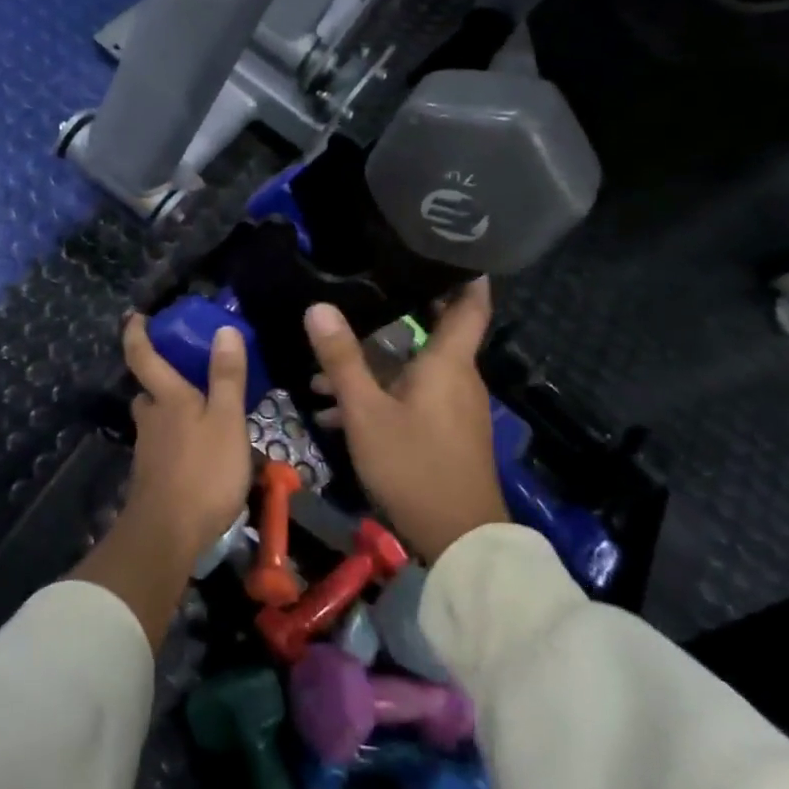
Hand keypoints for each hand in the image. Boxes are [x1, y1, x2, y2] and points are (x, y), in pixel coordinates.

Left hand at [119, 313, 254, 557]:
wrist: (168, 534)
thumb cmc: (203, 472)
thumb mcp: (227, 421)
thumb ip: (226, 377)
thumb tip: (223, 329)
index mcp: (166, 398)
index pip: (142, 356)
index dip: (136, 333)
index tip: (135, 316)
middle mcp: (150, 418)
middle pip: (148, 391)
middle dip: (160, 379)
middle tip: (187, 372)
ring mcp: (148, 449)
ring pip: (156, 420)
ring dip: (171, 412)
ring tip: (204, 413)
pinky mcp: (152, 476)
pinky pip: (163, 446)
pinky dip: (177, 440)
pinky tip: (201, 452)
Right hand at [304, 280, 506, 561]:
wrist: (459, 540)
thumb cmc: (413, 465)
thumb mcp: (366, 412)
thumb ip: (341, 359)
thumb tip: (318, 306)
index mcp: (447, 363)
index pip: (470, 305)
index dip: (465, 274)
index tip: (448, 248)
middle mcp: (457, 378)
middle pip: (428, 334)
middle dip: (390, 319)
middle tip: (354, 296)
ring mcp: (453, 408)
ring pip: (410, 371)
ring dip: (370, 368)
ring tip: (320, 372)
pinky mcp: (445, 433)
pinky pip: (411, 399)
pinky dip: (379, 397)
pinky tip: (336, 412)